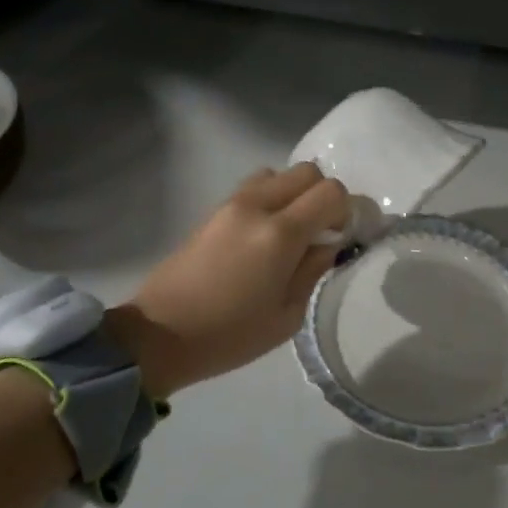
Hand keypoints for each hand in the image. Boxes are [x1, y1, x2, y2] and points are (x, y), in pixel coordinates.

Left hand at [107, 164, 350, 396]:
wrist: (159, 335)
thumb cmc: (229, 336)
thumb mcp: (287, 316)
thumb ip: (313, 271)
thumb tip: (328, 245)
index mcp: (280, 234)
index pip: (330, 192)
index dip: (348, 210)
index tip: (346, 236)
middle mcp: (256, 207)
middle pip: (306, 172)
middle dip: (323, 196)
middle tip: (322, 232)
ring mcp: (230, 205)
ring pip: (277, 174)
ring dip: (294, 194)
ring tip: (292, 232)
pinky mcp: (212, 212)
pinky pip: (253, 188)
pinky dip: (271, 200)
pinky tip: (266, 237)